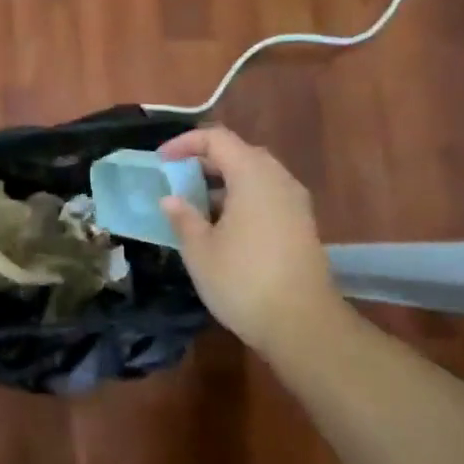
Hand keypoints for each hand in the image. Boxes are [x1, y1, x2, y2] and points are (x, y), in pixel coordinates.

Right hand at [156, 126, 350, 354]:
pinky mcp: (301, 225)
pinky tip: (222, 225)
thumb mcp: (200, 250)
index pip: (217, 139)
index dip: (185, 143)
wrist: (302, 324)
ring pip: (255, 175)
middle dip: (205, 161)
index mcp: (252, 176)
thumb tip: (171, 199)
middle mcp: (278, 180)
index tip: (161, 161)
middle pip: (240, 153)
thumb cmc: (242, 281)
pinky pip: (267, 196)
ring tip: (195, 203)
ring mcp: (295, 203)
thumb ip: (183, 217)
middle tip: (177, 178)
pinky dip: (241, 198)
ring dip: (224, 181)